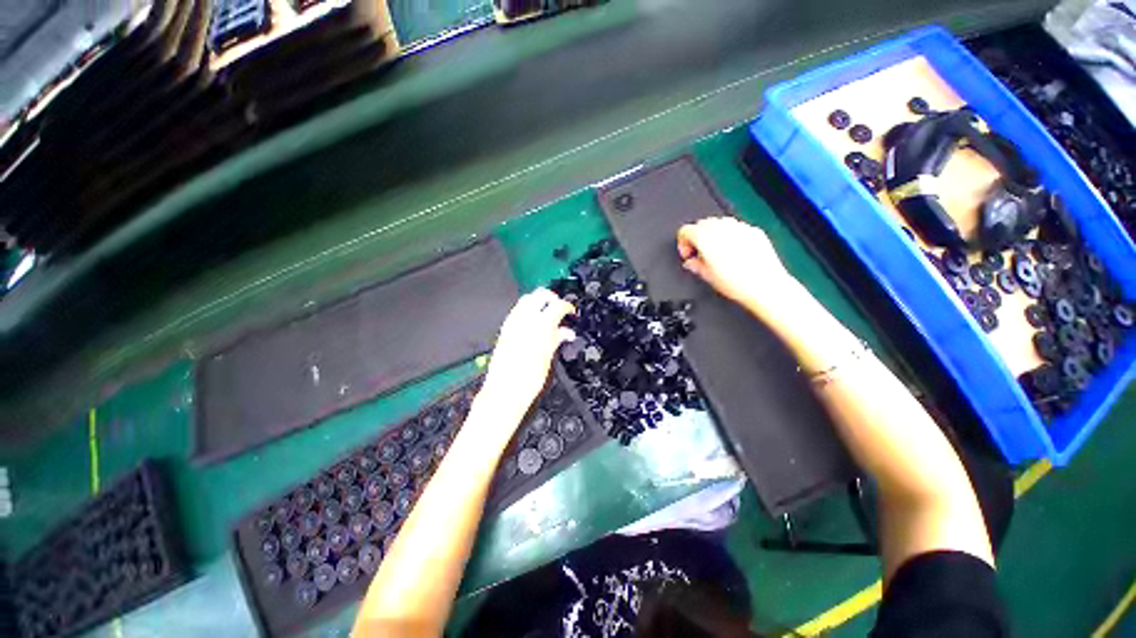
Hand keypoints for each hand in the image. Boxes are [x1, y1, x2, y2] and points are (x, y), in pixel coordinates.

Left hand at [480, 288, 575, 413]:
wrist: (504, 393)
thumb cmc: (527, 381)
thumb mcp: (547, 359)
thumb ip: (555, 339)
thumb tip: (566, 332)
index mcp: (539, 328)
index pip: (557, 306)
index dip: (567, 306)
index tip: (570, 312)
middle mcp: (523, 321)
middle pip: (539, 295)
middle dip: (552, 298)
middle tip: (559, 309)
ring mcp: (511, 324)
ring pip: (526, 300)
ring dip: (538, 303)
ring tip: (547, 315)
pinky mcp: (504, 331)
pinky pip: (516, 311)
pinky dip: (527, 311)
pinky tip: (533, 323)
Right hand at [677, 217, 795, 313]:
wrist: (764, 286)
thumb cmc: (737, 283)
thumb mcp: (707, 277)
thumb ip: (694, 265)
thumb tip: (691, 262)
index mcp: (705, 238)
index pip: (685, 230)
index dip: (682, 243)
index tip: (687, 255)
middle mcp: (722, 228)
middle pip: (702, 223)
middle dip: (697, 237)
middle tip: (699, 254)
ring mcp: (739, 227)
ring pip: (719, 222)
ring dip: (713, 234)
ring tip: (716, 253)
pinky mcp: (754, 231)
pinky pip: (736, 227)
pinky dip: (730, 235)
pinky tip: (733, 252)